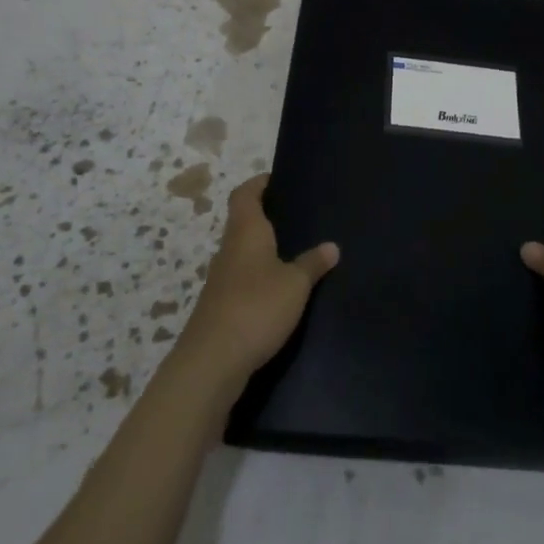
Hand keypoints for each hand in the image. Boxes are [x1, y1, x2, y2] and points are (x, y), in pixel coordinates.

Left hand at [173, 173, 338, 389]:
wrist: (211, 363)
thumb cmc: (256, 307)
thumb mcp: (295, 284)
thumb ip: (313, 263)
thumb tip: (331, 246)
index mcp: (245, 232)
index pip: (245, 194)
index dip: (259, 183)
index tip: (278, 180)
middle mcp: (229, 249)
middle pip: (243, 222)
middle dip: (266, 217)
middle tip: (297, 216)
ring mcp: (221, 280)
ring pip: (242, 252)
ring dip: (263, 250)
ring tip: (294, 252)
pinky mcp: (220, 307)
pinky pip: (242, 280)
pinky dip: (258, 278)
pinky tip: (279, 291)